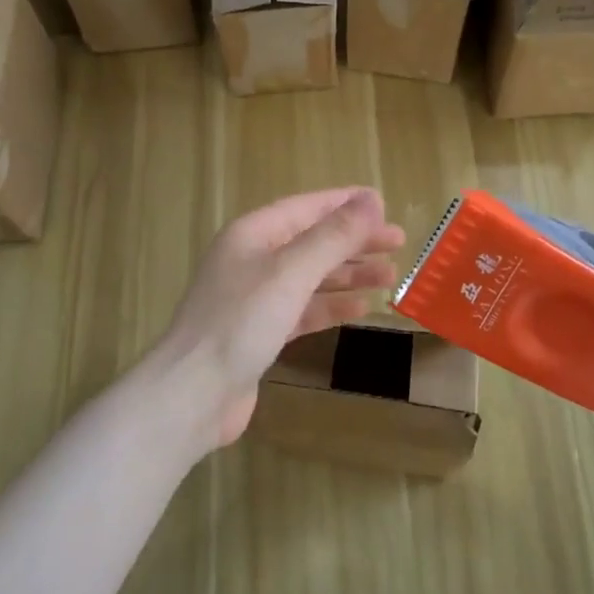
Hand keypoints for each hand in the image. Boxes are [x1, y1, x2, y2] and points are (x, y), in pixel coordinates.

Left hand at [155, 188, 405, 455]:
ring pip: (310, 277)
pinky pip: (302, 310)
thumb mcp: (291, 272)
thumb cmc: (241, 322)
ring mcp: (254, 299)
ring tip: (390, 275)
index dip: (345, 204)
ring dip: (348, 274)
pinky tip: (361, 309)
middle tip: (399, 243)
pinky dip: (330, 306)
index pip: (306, 208)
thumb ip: (333, 237)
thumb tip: (371, 200)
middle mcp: (251, 260)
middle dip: (354, 241)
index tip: (383, 204)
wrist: (194, 393)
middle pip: (311, 242)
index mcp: (252, 234)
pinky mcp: (259, 334)